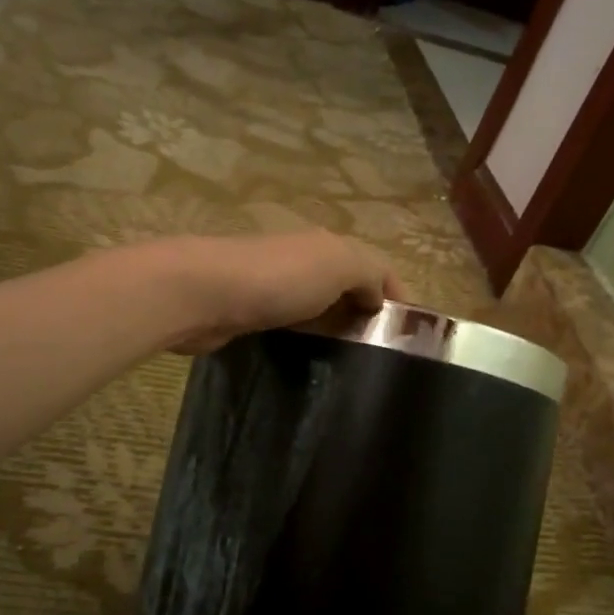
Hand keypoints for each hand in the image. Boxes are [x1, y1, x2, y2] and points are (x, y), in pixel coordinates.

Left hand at [136, 231, 403, 354]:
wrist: (203, 294)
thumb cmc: (278, 278)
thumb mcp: (340, 264)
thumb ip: (370, 273)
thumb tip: (379, 296)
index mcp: (328, 246)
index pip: (376, 267)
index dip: (396, 297)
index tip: (410, 338)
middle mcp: (303, 261)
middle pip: (347, 287)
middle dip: (367, 316)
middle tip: (383, 360)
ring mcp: (274, 288)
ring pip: (318, 309)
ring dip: (336, 330)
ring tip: (353, 368)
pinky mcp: (250, 314)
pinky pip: (290, 326)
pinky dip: (305, 339)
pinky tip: (311, 362)